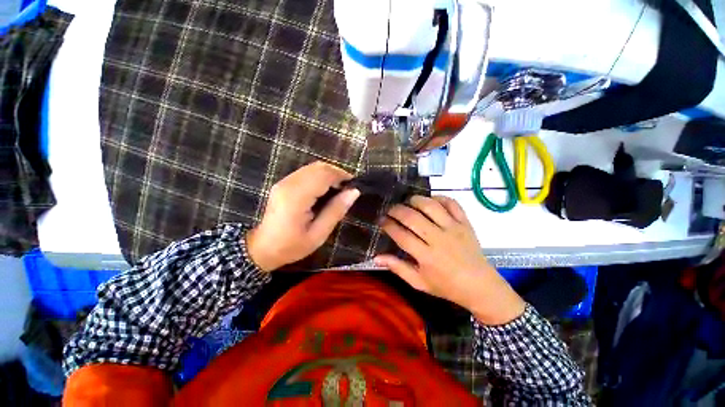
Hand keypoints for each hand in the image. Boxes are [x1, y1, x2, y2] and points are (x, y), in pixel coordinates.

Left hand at [246, 161, 360, 271]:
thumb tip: (354, 192)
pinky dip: (320, 176)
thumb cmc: (292, 245)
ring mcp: (284, 181)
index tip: (353, 185)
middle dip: (336, 173)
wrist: (263, 248)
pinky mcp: (283, 183)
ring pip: (312, 167)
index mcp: (297, 197)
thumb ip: (336, 211)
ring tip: (338, 190)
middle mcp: (289, 184)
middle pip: (318, 167)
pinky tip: (325, 190)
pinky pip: (306, 172)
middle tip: (346, 189)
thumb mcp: (319, 234)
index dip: (341, 176)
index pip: (323, 175)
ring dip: (329, 174)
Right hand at [375, 195, 524, 324]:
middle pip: (412, 217)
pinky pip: (452, 204)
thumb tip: (376, 257)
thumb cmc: (446, 286)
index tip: (381, 220)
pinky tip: (430, 201)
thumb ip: (398, 268)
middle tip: (390, 210)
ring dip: (415, 200)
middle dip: (396, 210)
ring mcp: (454, 228)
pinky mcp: (465, 223)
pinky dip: (439, 198)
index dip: (388, 225)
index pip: (401, 235)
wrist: (480, 286)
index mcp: (426, 256)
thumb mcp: (419, 283)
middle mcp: (439, 239)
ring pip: (431, 206)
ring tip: (407, 202)